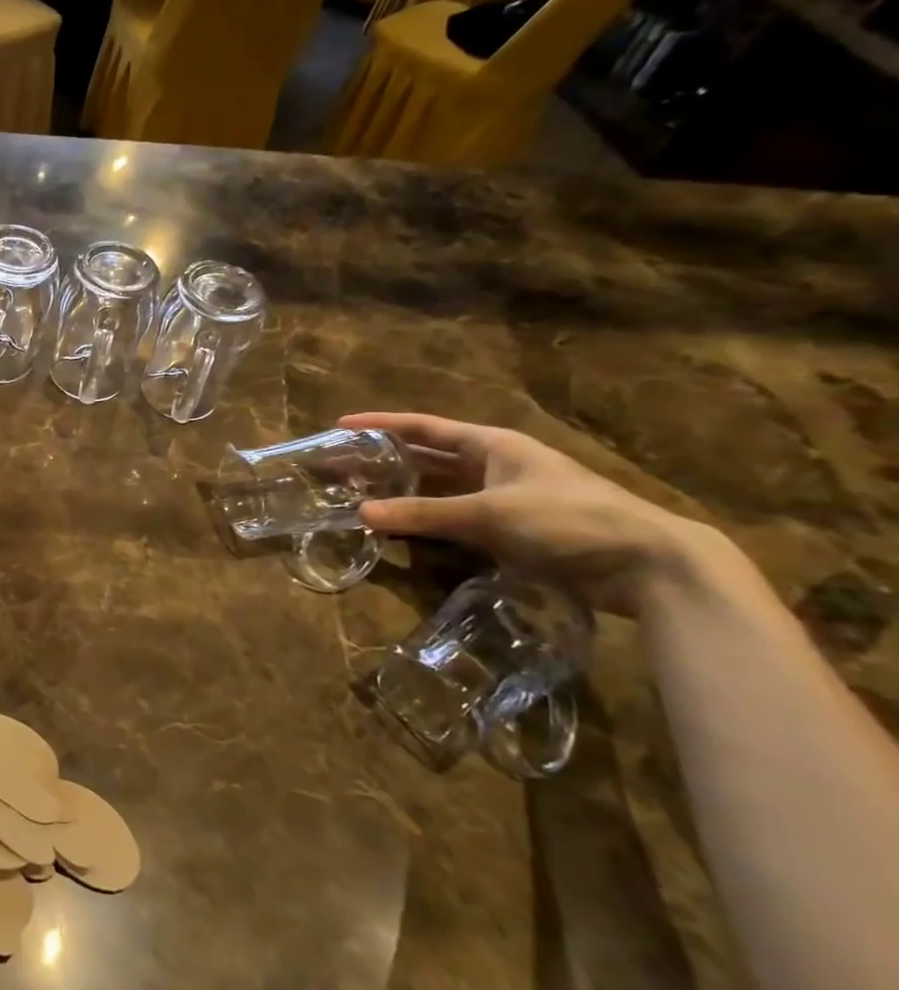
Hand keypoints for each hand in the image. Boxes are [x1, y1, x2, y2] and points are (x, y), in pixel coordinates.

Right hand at [343, 412, 720, 615]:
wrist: (648, 565)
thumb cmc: (568, 520)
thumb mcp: (489, 514)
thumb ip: (424, 514)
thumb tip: (360, 514)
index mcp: (493, 445)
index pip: (424, 427)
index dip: (381, 424)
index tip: (340, 425)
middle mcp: (495, 465)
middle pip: (428, 456)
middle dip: (384, 459)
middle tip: (341, 466)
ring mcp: (504, 499)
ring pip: (439, 489)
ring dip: (403, 491)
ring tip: (360, 495)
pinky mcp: (511, 531)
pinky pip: (454, 518)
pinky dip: (426, 520)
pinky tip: (402, 529)